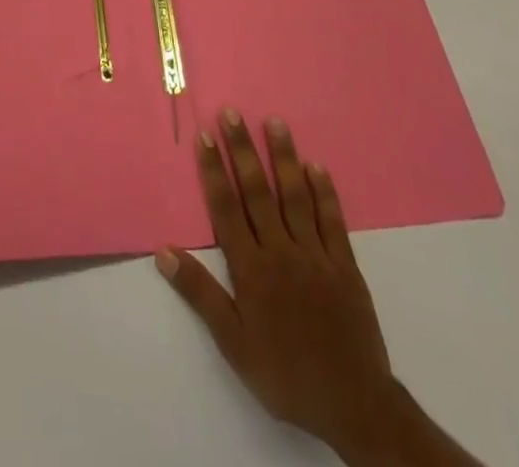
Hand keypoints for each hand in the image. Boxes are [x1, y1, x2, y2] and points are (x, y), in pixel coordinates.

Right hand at [156, 110, 469, 466]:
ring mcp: (315, 254)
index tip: (205, 136)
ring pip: (295, 195)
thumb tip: (164, 252)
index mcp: (252, 269)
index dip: (214, 170)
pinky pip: (332, 220)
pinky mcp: (344, 264)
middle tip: (232, 113)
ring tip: (275, 122)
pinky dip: (324, 191)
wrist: (353, 406)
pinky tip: (316, 165)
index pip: (226, 208)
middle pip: (257, 192)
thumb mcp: (233, 344)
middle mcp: (281, 251)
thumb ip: (200, 294)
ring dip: (283, 157)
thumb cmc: (285, 375)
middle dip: (243, 150)